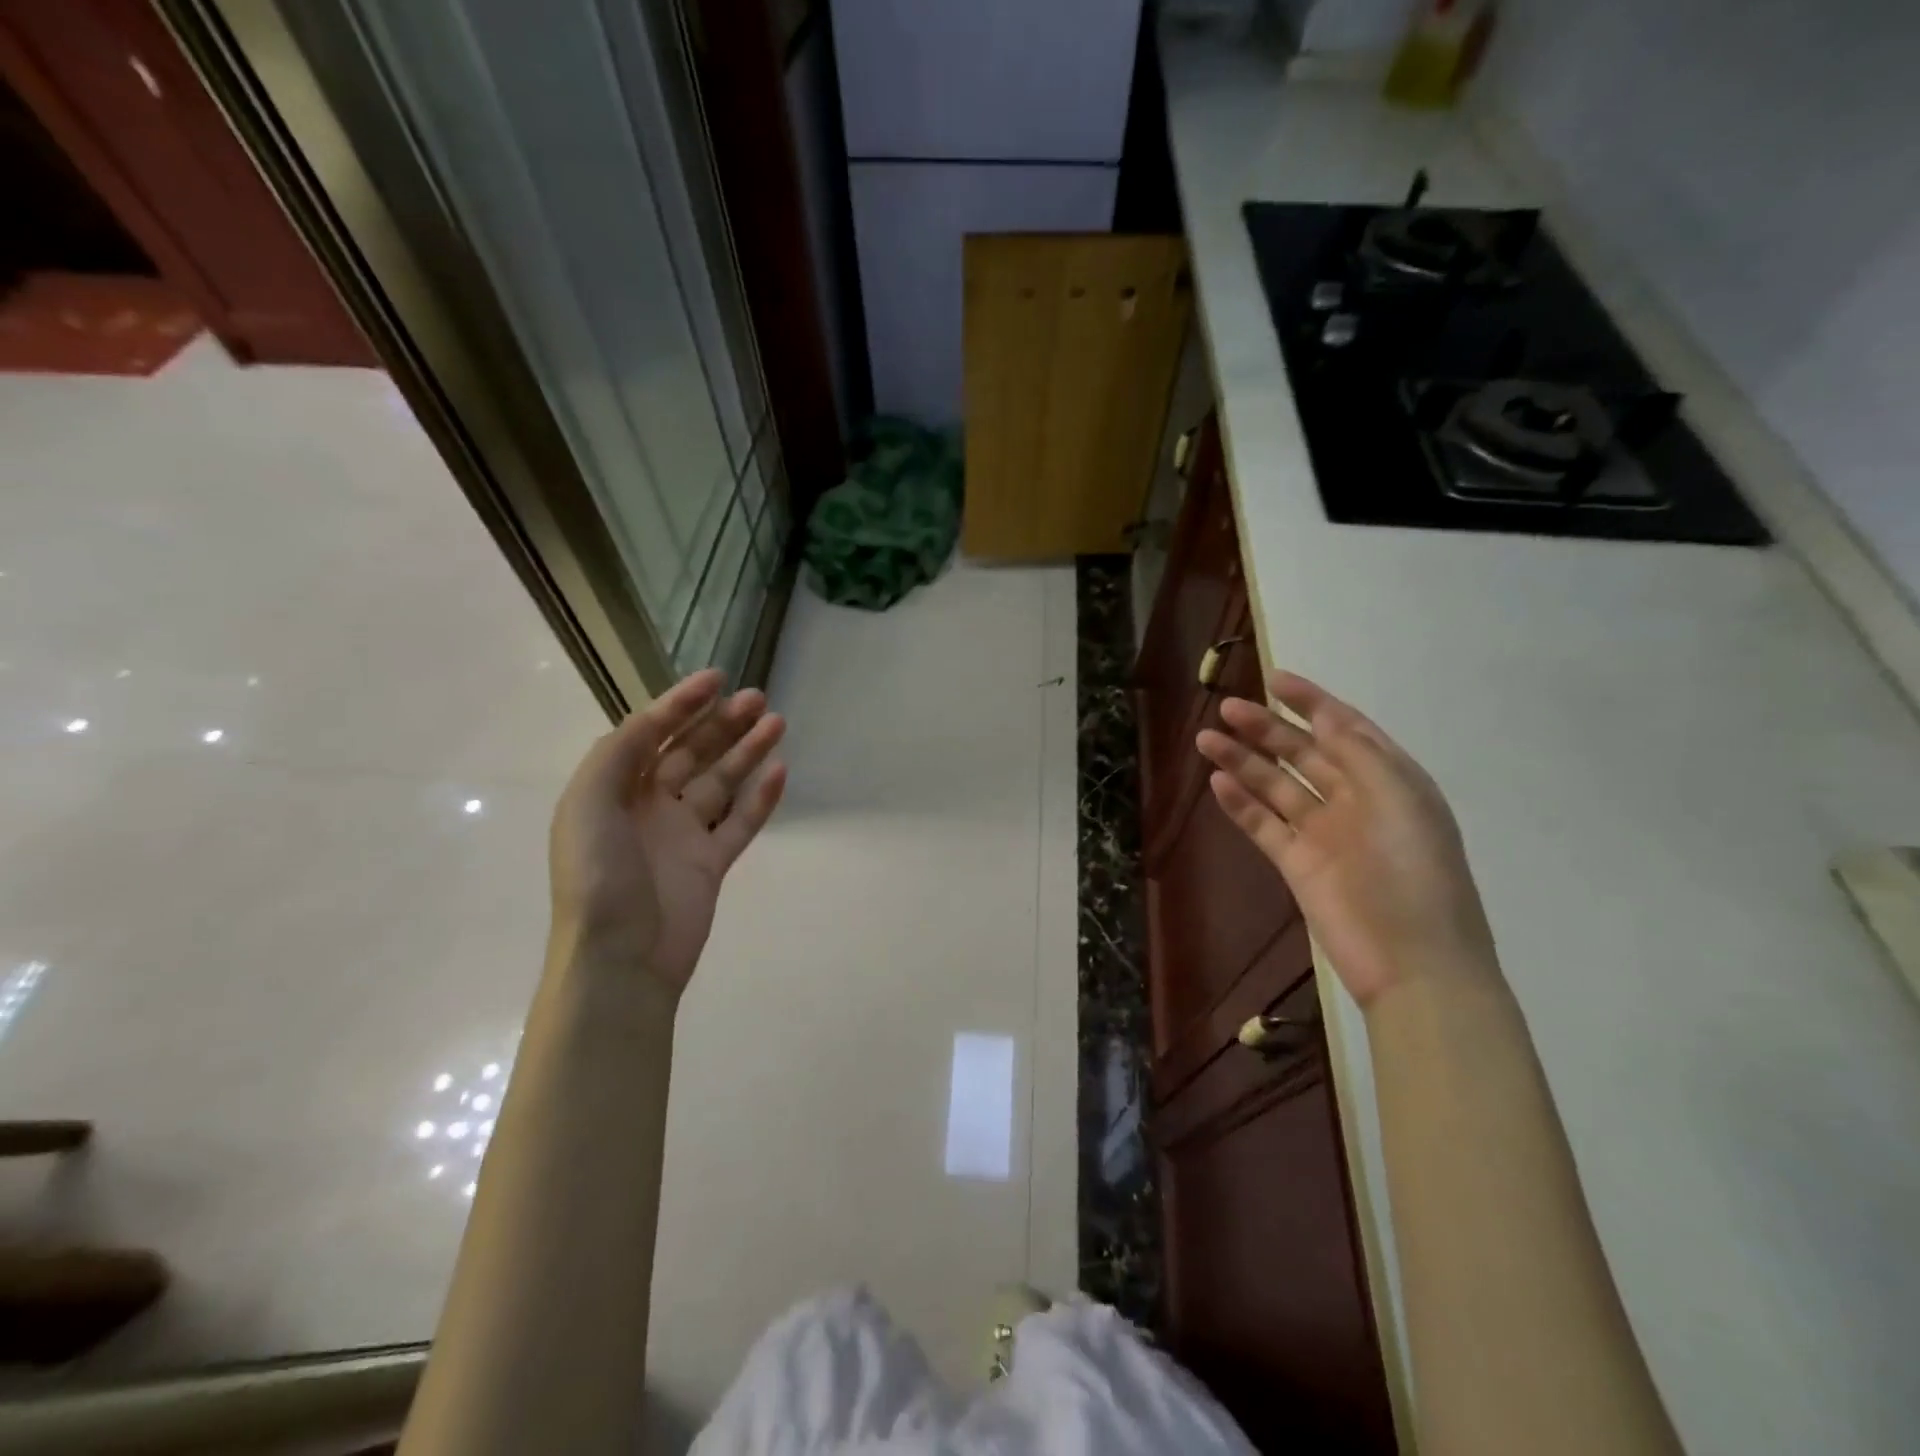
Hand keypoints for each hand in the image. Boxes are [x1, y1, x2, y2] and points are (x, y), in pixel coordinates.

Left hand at [548, 669, 786, 993]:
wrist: (620, 958)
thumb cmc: (598, 875)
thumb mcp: (588, 803)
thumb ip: (619, 753)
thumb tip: (653, 720)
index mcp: (614, 790)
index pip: (651, 734)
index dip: (681, 703)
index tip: (717, 678)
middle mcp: (649, 806)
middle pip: (692, 753)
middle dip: (722, 723)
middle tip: (758, 699)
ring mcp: (683, 835)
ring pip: (722, 782)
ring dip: (747, 751)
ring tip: (778, 722)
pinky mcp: (712, 863)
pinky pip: (741, 822)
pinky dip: (762, 798)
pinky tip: (782, 771)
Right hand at [1197, 671, 1496, 1008]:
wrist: (1413, 964)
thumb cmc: (1414, 874)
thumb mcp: (1398, 800)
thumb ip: (1359, 755)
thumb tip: (1325, 718)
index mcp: (1389, 780)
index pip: (1345, 728)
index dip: (1311, 702)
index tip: (1274, 678)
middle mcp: (1355, 800)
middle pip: (1303, 753)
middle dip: (1267, 728)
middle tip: (1228, 708)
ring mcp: (1324, 834)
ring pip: (1277, 786)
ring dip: (1244, 761)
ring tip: (1207, 739)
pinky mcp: (1297, 864)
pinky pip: (1264, 825)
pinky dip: (1241, 804)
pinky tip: (1217, 783)